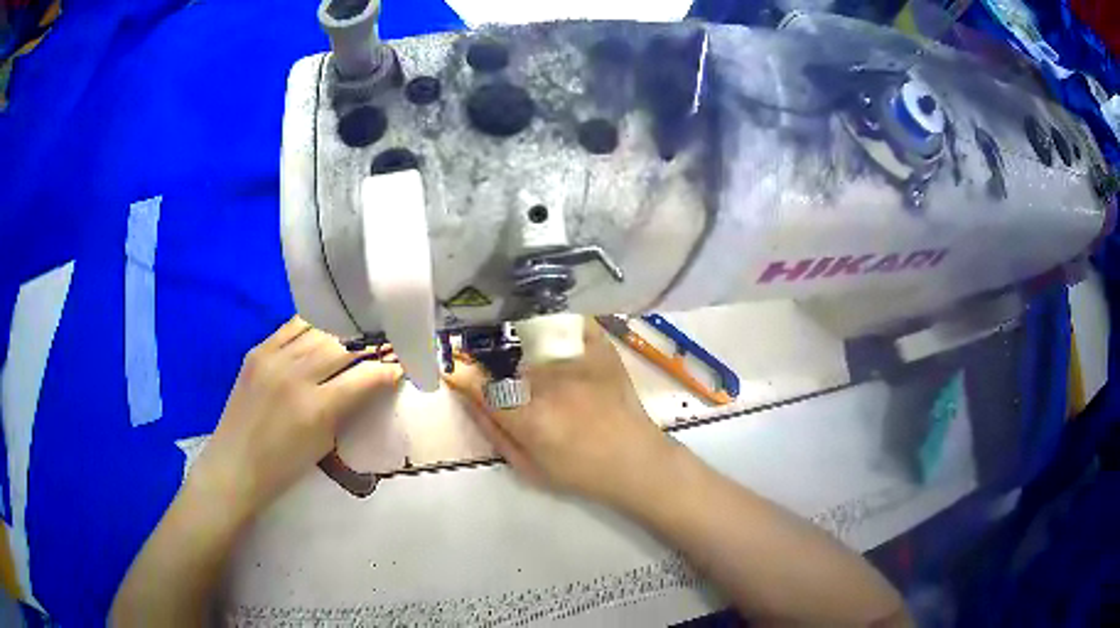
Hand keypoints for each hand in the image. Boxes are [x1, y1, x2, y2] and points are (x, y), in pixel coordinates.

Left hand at [190, 317, 400, 520]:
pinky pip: (293, 326)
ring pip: (319, 328)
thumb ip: (347, 408)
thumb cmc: (283, 466)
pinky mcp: (257, 350)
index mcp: (316, 408)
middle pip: (344, 345)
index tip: (403, 365)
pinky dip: (314, 324)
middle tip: (387, 342)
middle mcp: (295, 374)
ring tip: (360, 329)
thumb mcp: (325, 443)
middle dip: (371, 343)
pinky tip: (326, 326)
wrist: (234, 464)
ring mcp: (273, 358)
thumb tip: (371, 382)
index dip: (389, 368)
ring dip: (344, 330)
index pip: (365, 376)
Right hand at [445, 318, 675, 504]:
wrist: (636, 461)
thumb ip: (493, 432)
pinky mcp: (602, 350)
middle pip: (508, 359)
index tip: (456, 369)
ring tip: (521, 346)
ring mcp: (579, 362)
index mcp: (530, 418)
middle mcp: (551, 383)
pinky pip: (574, 322)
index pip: (484, 388)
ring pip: (536, 336)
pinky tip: (553, 328)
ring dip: (522, 339)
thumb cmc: (580, 473)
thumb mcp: (528, 467)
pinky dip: (560, 320)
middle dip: (494, 359)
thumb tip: (466, 398)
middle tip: (493, 363)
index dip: (465, 376)